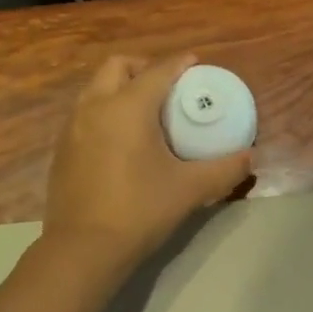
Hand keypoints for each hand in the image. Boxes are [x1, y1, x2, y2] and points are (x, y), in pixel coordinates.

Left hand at [40, 54, 252, 275]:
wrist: (83, 249)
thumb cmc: (140, 210)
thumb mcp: (190, 189)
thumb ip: (224, 169)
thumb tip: (250, 157)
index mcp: (128, 107)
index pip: (158, 71)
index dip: (180, 64)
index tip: (195, 63)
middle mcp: (95, 106)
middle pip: (118, 67)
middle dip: (144, 67)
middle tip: (168, 87)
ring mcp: (72, 127)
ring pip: (96, 89)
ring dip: (121, 88)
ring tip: (145, 112)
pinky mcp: (62, 150)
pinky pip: (85, 114)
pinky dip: (105, 111)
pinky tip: (121, 140)